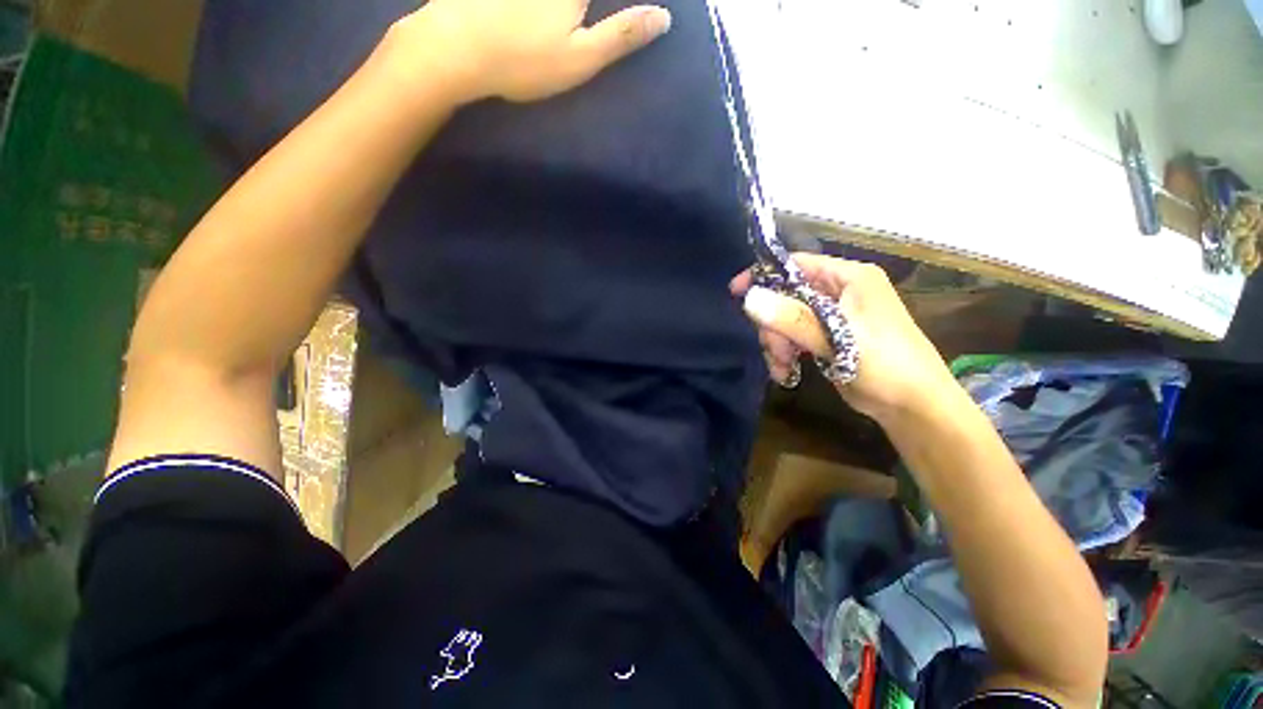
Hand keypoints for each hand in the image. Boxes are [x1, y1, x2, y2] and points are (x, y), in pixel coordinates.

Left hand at [391, 0, 671, 103]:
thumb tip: (664, 17)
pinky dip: (557, 7)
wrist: (455, 48)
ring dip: (576, 10)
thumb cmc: (525, 61)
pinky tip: (546, 15)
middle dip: (594, 8)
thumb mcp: (581, 58)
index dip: (630, 3)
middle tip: (588, 20)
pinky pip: (531, 0)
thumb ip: (622, 35)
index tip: (646, 7)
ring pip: (565, 1)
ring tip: (579, 17)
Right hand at [730, 254, 959, 421]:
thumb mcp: (838, 339)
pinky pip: (792, 337)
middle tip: (776, 350)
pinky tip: (786, 373)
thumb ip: (792, 318)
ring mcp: (832, 316)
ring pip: (785, 319)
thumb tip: (749, 299)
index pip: (796, 264)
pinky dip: (785, 354)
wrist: (913, 407)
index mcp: (849, 278)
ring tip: (782, 367)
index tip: (736, 294)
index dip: (763, 276)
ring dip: (777, 344)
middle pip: (785, 296)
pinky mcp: (827, 337)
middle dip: (774, 325)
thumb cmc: (886, 365)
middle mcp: (839, 291)